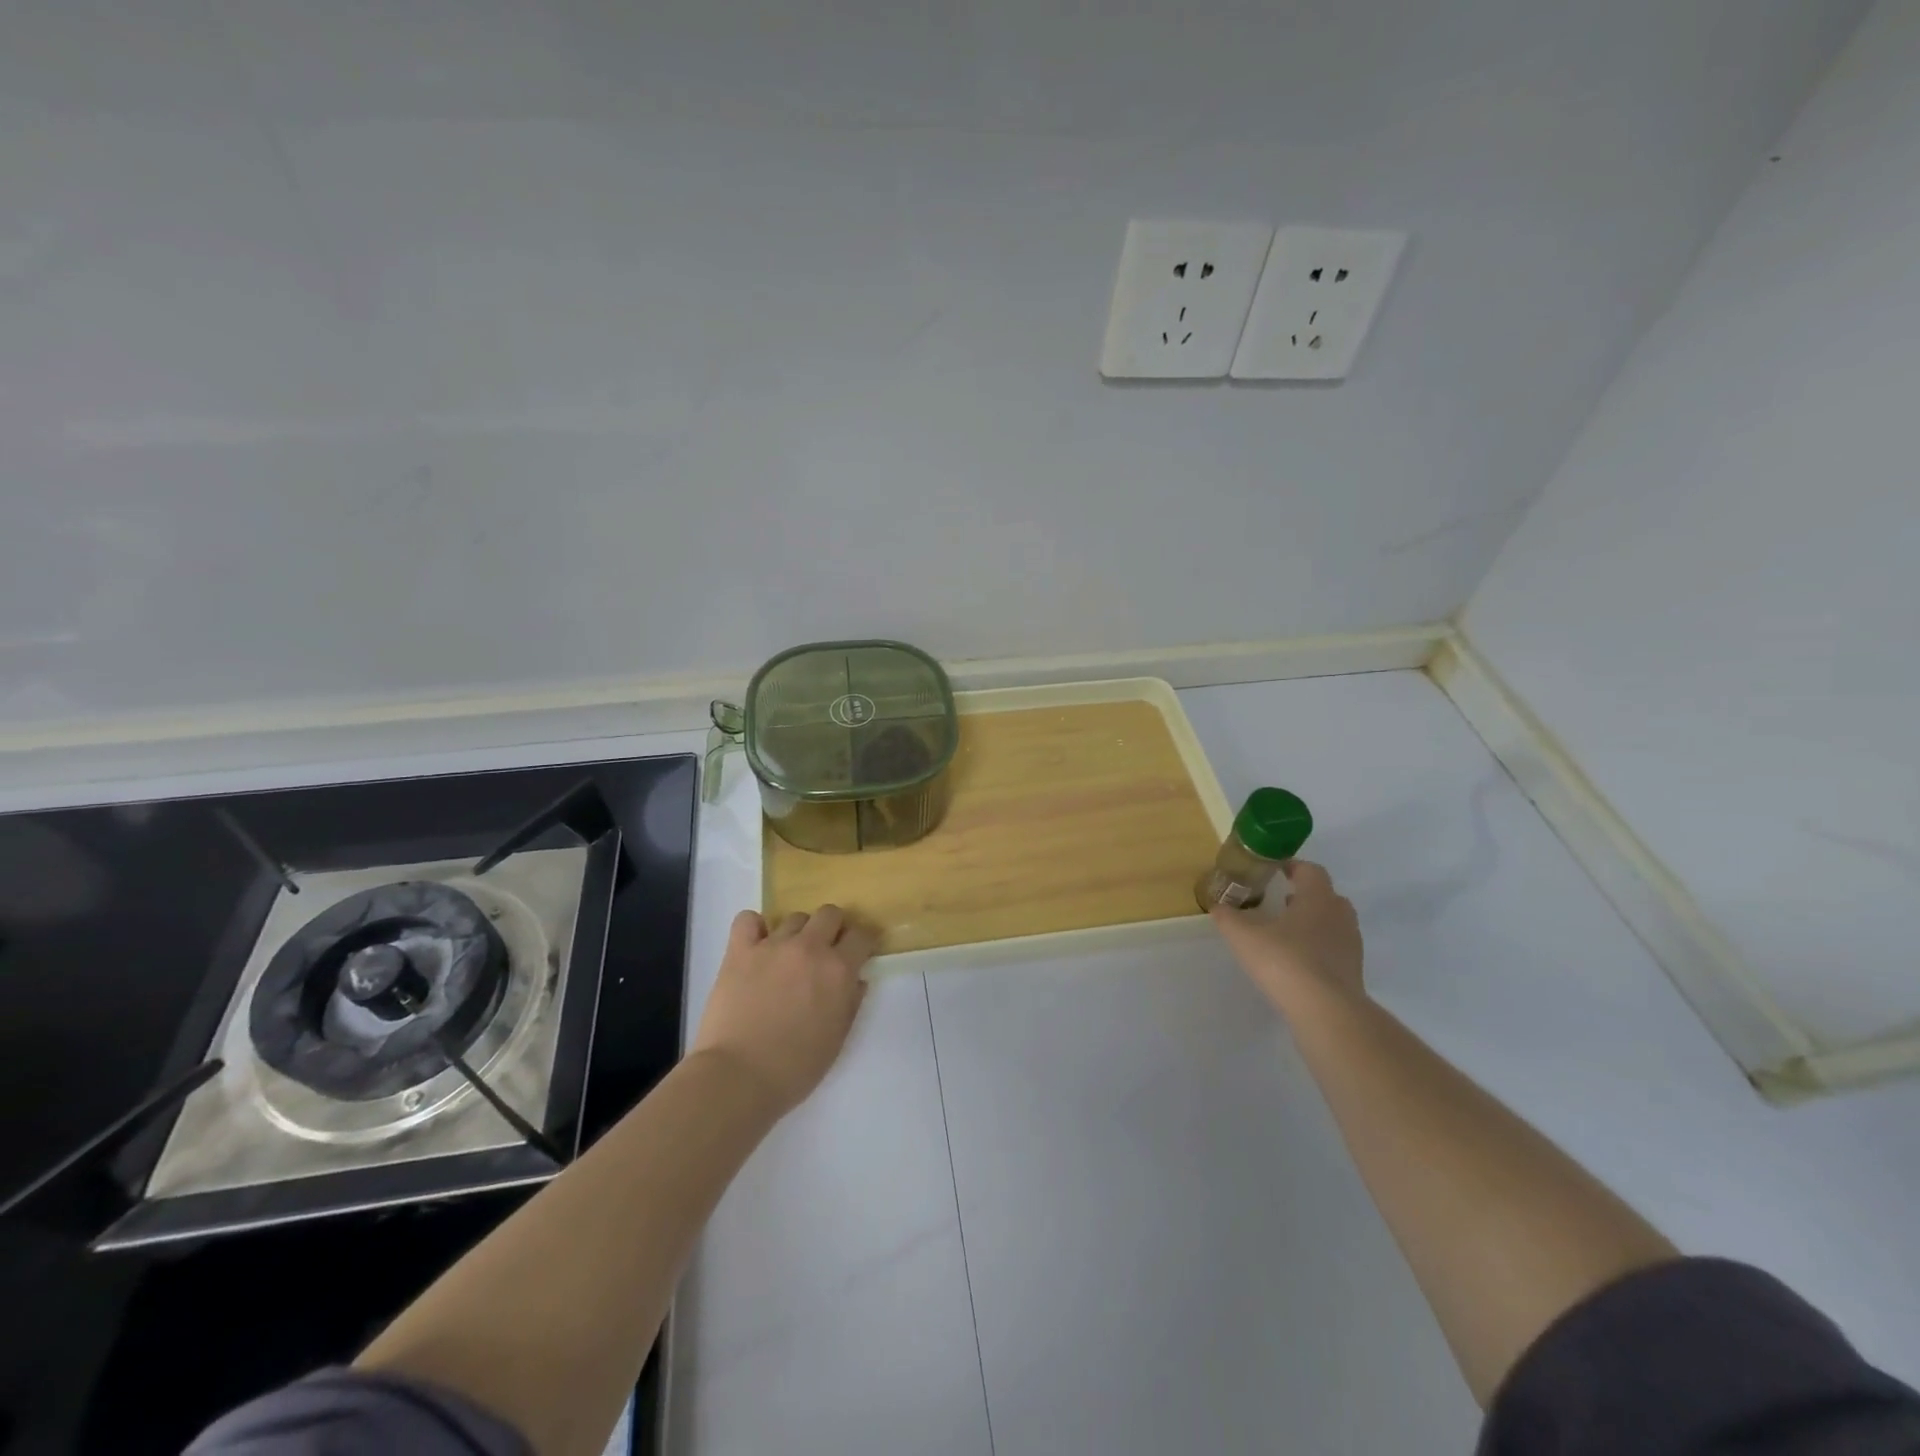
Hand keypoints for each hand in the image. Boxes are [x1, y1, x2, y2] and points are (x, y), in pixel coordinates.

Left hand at [690, 905, 875, 1114]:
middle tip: (825, 952)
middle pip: (829, 914)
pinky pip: (748, 920)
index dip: (863, 943)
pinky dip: (755, 927)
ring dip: (798, 933)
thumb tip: (857, 980)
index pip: (862, 936)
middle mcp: (809, 948)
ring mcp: (772, 946)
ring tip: (788, 956)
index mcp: (838, 970)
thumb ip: (851, 1003)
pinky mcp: (740, 951)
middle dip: (833, 928)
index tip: (858, 953)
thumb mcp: (837, 1040)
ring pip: (794, 917)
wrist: (738, 1077)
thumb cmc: (795, 1068)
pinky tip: (756, 945)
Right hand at [1210, 860, 1363, 1016]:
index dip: (1292, 866)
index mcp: (1317, 898)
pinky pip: (1335, 948)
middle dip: (1304, 895)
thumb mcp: (1244, 936)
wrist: (1327, 1011)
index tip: (1274, 870)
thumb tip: (1217, 905)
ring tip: (1287, 932)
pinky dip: (1319, 947)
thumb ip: (1228, 918)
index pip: (1310, 870)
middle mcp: (1339, 915)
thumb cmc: (1285, 961)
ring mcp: (1350, 944)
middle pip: (1326, 895)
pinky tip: (1298, 961)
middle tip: (1280, 901)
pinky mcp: (1353, 971)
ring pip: (1333, 922)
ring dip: (1313, 922)